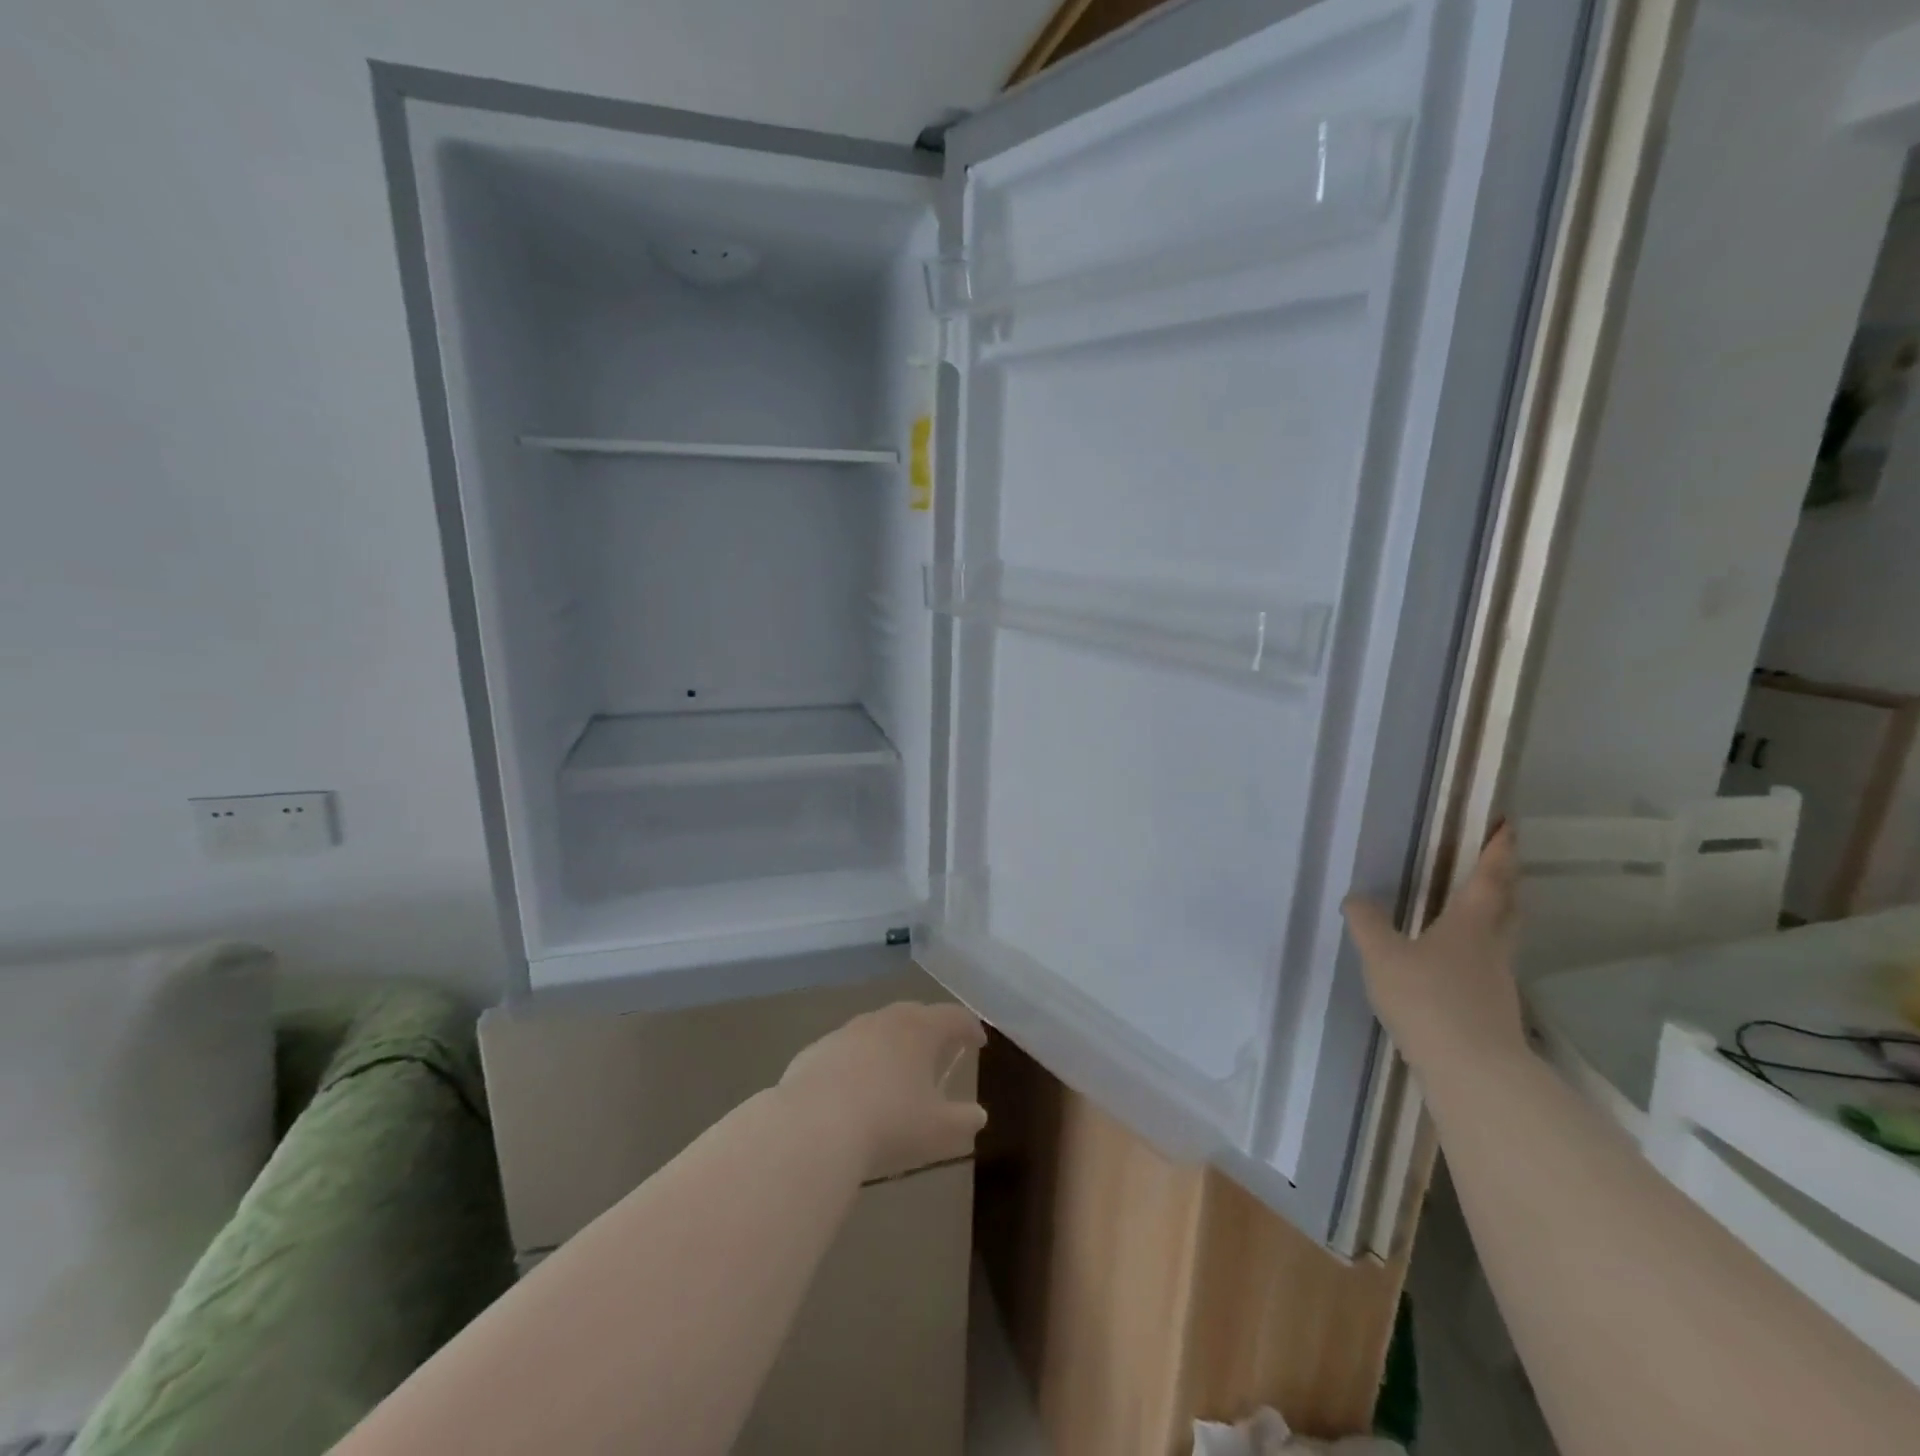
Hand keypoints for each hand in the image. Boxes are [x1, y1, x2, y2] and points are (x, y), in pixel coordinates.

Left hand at [779, 1002, 987, 1179]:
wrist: (812, 1127)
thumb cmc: (888, 1124)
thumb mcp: (938, 1131)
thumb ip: (963, 1120)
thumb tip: (977, 1114)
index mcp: (919, 1030)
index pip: (953, 1017)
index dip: (969, 1027)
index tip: (977, 1041)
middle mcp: (884, 1020)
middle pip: (914, 1015)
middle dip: (930, 1030)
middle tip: (939, 1051)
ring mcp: (845, 1032)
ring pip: (876, 1030)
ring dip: (890, 1046)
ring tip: (895, 1072)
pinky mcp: (815, 1051)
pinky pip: (845, 1052)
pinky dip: (857, 1064)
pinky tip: (853, 1091)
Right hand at [1343, 824, 1527, 1078]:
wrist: (1473, 1072)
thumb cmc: (1428, 999)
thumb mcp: (1382, 956)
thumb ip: (1367, 924)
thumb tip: (1357, 898)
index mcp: (1470, 924)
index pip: (1489, 878)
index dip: (1498, 850)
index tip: (1507, 825)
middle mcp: (1492, 947)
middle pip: (1508, 906)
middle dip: (1505, 880)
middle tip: (1497, 861)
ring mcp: (1498, 980)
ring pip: (1502, 936)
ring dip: (1496, 915)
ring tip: (1474, 907)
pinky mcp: (1494, 1009)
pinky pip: (1489, 964)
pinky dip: (1479, 950)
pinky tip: (1455, 962)